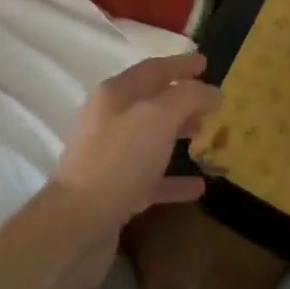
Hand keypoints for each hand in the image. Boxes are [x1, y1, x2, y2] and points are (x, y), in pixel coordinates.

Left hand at [53, 51, 216, 238]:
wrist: (77, 225)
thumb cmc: (119, 159)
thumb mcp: (158, 117)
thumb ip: (188, 97)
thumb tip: (212, 90)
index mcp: (116, 94)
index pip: (153, 69)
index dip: (180, 65)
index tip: (206, 63)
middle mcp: (110, 120)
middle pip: (151, 102)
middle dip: (182, 99)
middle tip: (212, 103)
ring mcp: (112, 158)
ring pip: (151, 139)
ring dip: (178, 134)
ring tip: (207, 135)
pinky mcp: (116, 193)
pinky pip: (152, 179)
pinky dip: (174, 179)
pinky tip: (199, 187)